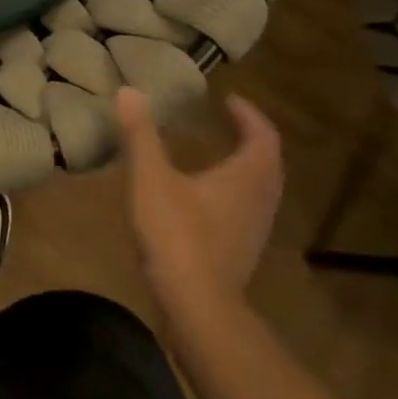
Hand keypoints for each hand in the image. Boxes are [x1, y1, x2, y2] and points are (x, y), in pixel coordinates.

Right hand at [118, 88, 282, 326]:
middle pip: (268, 162)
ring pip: (261, 188)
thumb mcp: (152, 178)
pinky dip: (237, 190)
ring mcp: (255, 229)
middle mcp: (260, 199)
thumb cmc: (178, 235)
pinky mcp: (243, 250)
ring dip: (246, 166)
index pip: (263, 135)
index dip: (248, 114)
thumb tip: (129, 90)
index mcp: (246, 176)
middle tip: (227, 122)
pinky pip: (249, 208)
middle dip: (251, 138)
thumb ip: (141, 134)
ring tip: (219, 153)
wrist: (198, 307)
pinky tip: (208, 197)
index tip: (228, 99)